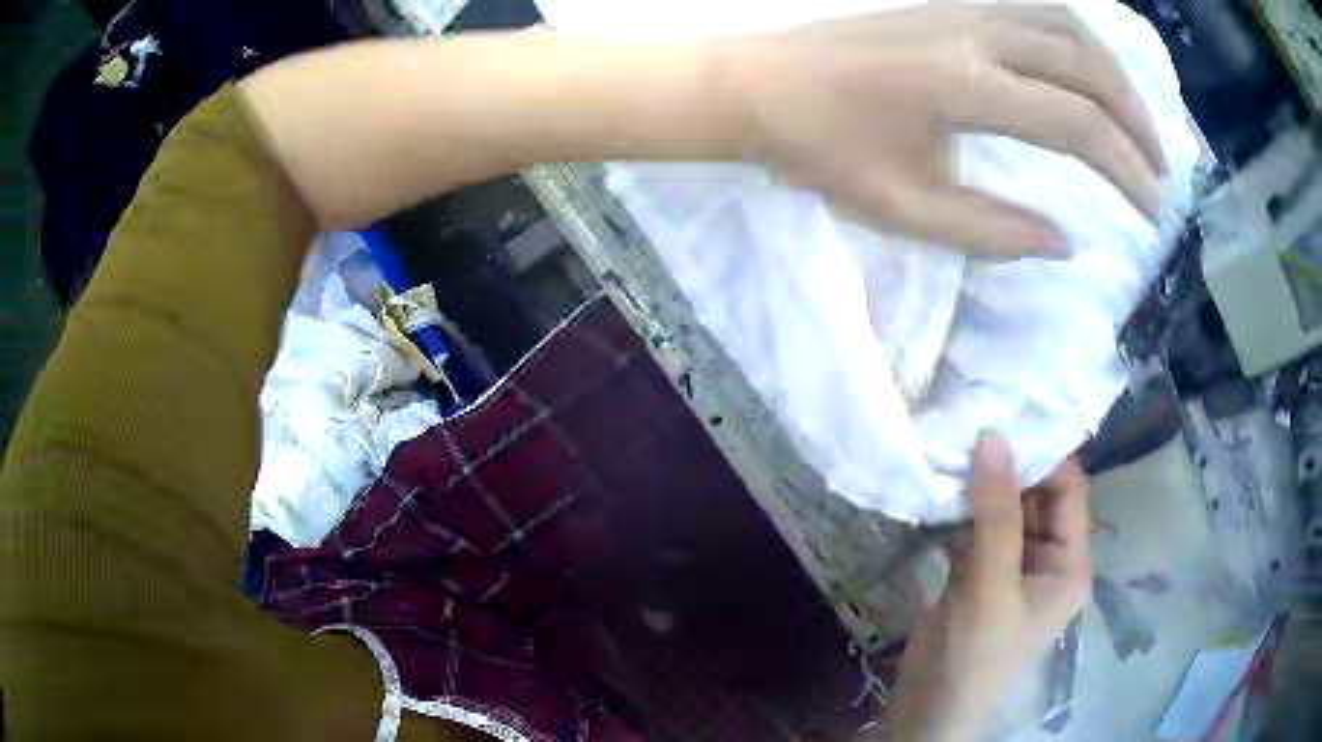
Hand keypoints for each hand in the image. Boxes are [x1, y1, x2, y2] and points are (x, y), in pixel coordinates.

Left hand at [724, 3, 1165, 257]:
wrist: (756, 85)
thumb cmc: (817, 149)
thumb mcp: (903, 208)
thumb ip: (991, 231)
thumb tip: (1066, 243)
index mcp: (962, 85)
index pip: (1075, 124)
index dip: (1125, 170)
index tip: (1152, 212)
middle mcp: (973, 31)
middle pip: (1085, 65)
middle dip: (1136, 121)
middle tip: (1159, 171)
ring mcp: (960, 6)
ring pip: (1066, 23)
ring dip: (1113, 74)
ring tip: (1136, 124)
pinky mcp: (948, 1)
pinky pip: (1034, 8)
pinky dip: (1078, 39)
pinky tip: (1089, 71)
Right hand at [881, 432, 1092, 740]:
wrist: (928, 708)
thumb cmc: (975, 655)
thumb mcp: (991, 587)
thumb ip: (996, 515)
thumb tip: (993, 435)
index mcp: (1070, 563)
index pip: (1069, 491)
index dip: (1042, 456)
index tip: (1004, 420)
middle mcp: (1049, 558)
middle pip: (1037, 496)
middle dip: (1008, 467)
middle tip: (971, 426)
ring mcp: (1013, 566)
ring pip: (1005, 509)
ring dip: (981, 486)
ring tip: (952, 447)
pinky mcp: (980, 573)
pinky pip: (979, 528)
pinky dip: (962, 510)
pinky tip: (940, 488)